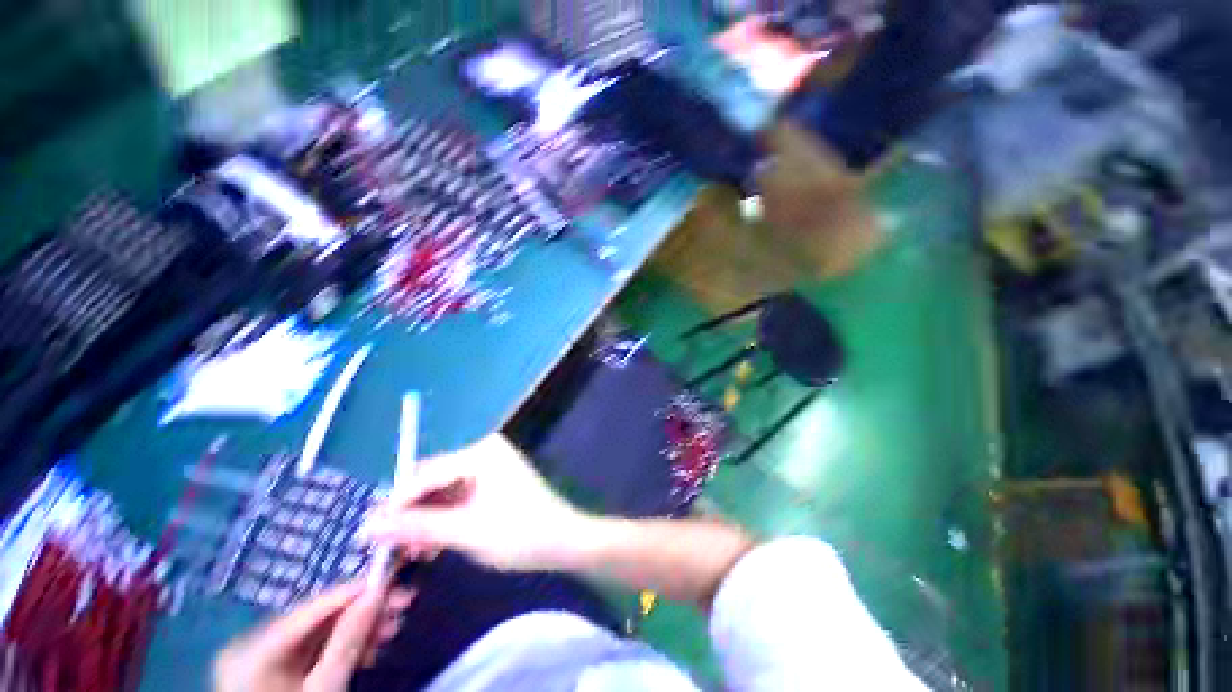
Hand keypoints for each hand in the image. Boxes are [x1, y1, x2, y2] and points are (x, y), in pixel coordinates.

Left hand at [214, 582, 414, 691]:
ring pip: (320, 634)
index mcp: (255, 649)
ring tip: (393, 629)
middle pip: (319, 619)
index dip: (358, 591)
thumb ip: (348, 640)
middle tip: (404, 605)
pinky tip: (370, 649)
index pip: (315, 607)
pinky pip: (314, 651)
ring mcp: (261, 661)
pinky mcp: (274, 674)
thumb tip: (378, 591)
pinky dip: (343, 648)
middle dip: (363, 613)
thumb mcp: (326, 689)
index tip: (397, 581)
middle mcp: (253, 645)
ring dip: (359, 630)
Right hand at [364, 434, 589, 571]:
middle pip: (432, 480)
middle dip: (408, 512)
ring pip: (441, 491)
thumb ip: (418, 527)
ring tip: (407, 552)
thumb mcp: (466, 532)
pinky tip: (430, 544)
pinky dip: (441, 519)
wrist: (564, 541)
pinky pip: (456, 497)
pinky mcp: (491, 482)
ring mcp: (489, 466)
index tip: (367, 535)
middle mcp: (484, 452)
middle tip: (385, 546)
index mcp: (482, 453)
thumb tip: (368, 527)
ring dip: (423, 519)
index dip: (395, 505)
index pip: (426, 474)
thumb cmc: (520, 534)